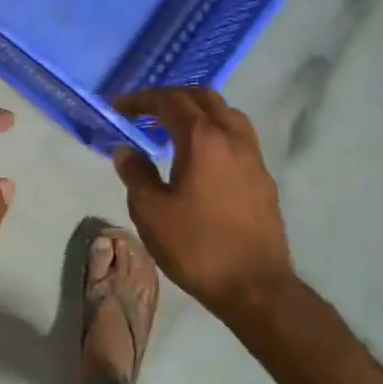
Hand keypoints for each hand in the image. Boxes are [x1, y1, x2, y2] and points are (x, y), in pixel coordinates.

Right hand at [112, 88, 294, 326]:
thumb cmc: (196, 246)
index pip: (170, 102)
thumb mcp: (150, 211)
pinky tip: (201, 156)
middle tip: (145, 109)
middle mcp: (232, 139)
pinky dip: (214, 131)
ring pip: (227, 114)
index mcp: (202, 140)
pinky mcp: (263, 179)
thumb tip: (126, 150)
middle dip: (172, 97)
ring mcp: (253, 158)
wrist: (254, 286)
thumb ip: (135, 173)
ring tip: (173, 127)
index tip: (119, 106)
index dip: (142, 99)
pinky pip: (238, 137)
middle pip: (204, 98)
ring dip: (198, 111)